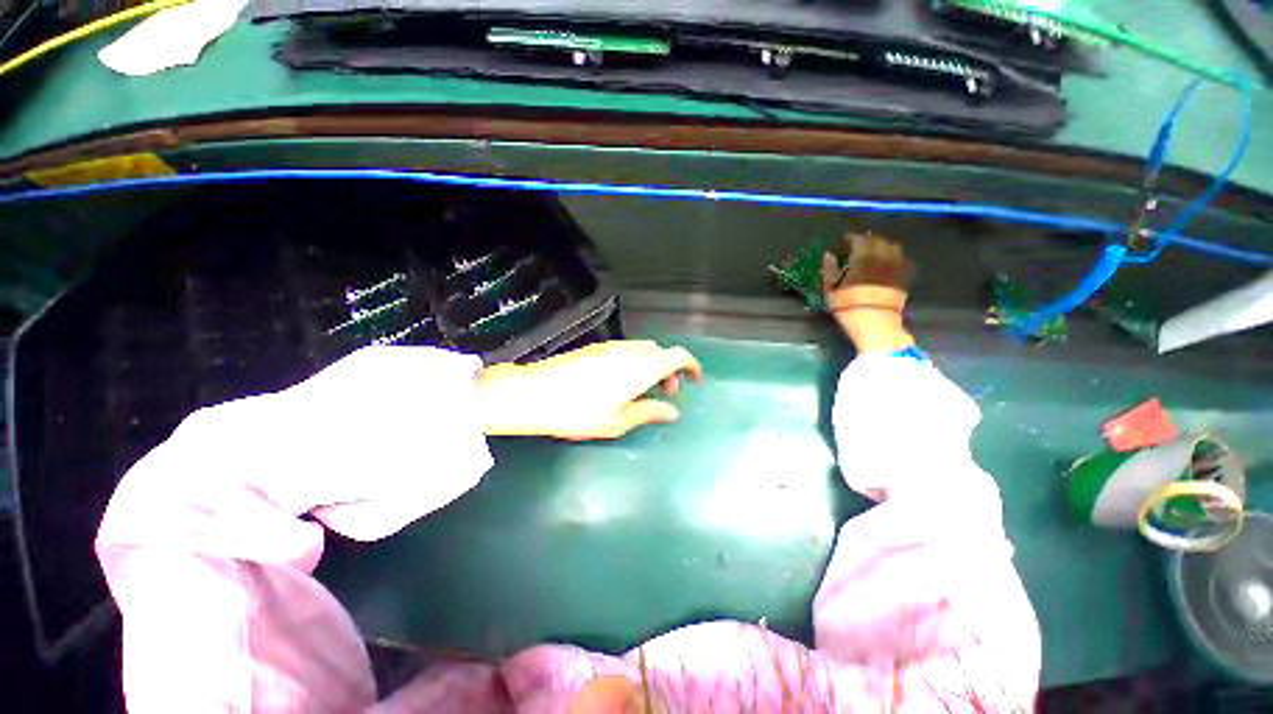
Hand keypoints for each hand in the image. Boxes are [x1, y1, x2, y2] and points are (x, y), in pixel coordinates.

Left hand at [475, 340, 702, 439]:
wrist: (536, 393)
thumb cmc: (581, 412)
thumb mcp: (619, 420)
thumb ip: (650, 412)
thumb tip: (673, 412)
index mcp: (643, 367)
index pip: (678, 356)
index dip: (692, 366)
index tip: (695, 381)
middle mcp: (631, 351)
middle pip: (662, 353)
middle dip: (671, 370)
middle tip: (667, 393)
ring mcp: (612, 347)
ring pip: (644, 351)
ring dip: (653, 366)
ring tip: (644, 391)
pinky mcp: (597, 348)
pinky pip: (627, 351)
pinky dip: (636, 363)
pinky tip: (622, 383)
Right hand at [822, 233, 915, 353]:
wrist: (876, 325)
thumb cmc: (849, 308)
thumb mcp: (831, 291)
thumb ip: (829, 270)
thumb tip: (829, 255)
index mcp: (863, 259)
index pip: (858, 240)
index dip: (850, 238)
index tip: (843, 240)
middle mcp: (882, 258)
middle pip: (877, 240)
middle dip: (866, 240)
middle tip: (857, 245)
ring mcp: (895, 266)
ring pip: (892, 246)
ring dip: (882, 245)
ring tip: (873, 251)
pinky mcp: (903, 276)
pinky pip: (901, 259)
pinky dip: (893, 256)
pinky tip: (886, 262)